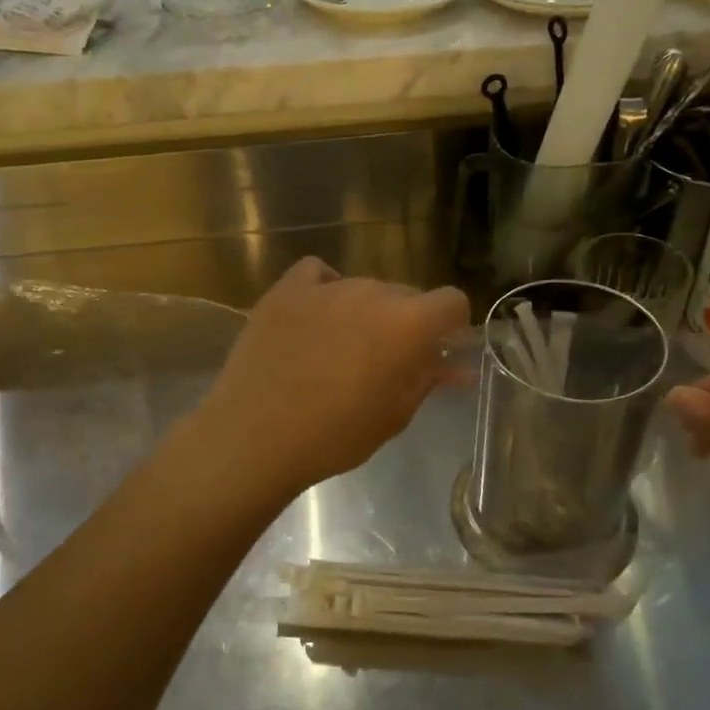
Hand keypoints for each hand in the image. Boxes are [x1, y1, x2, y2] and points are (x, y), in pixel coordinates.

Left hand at [197, 258, 469, 499]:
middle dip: (406, 323)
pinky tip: (316, 316)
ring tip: (340, 350)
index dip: (451, 326)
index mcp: (408, 322)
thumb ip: (428, 379)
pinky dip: (325, 289)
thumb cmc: (335, 435)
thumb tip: (454, 366)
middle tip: (387, 362)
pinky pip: (318, 274)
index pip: (452, 301)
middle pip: (406, 295)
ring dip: (366, 312)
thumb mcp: (394, 415)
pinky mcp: (286, 289)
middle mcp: (372, 291)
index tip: (437, 351)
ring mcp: (327, 286)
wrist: (255, 435)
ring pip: (363, 289)